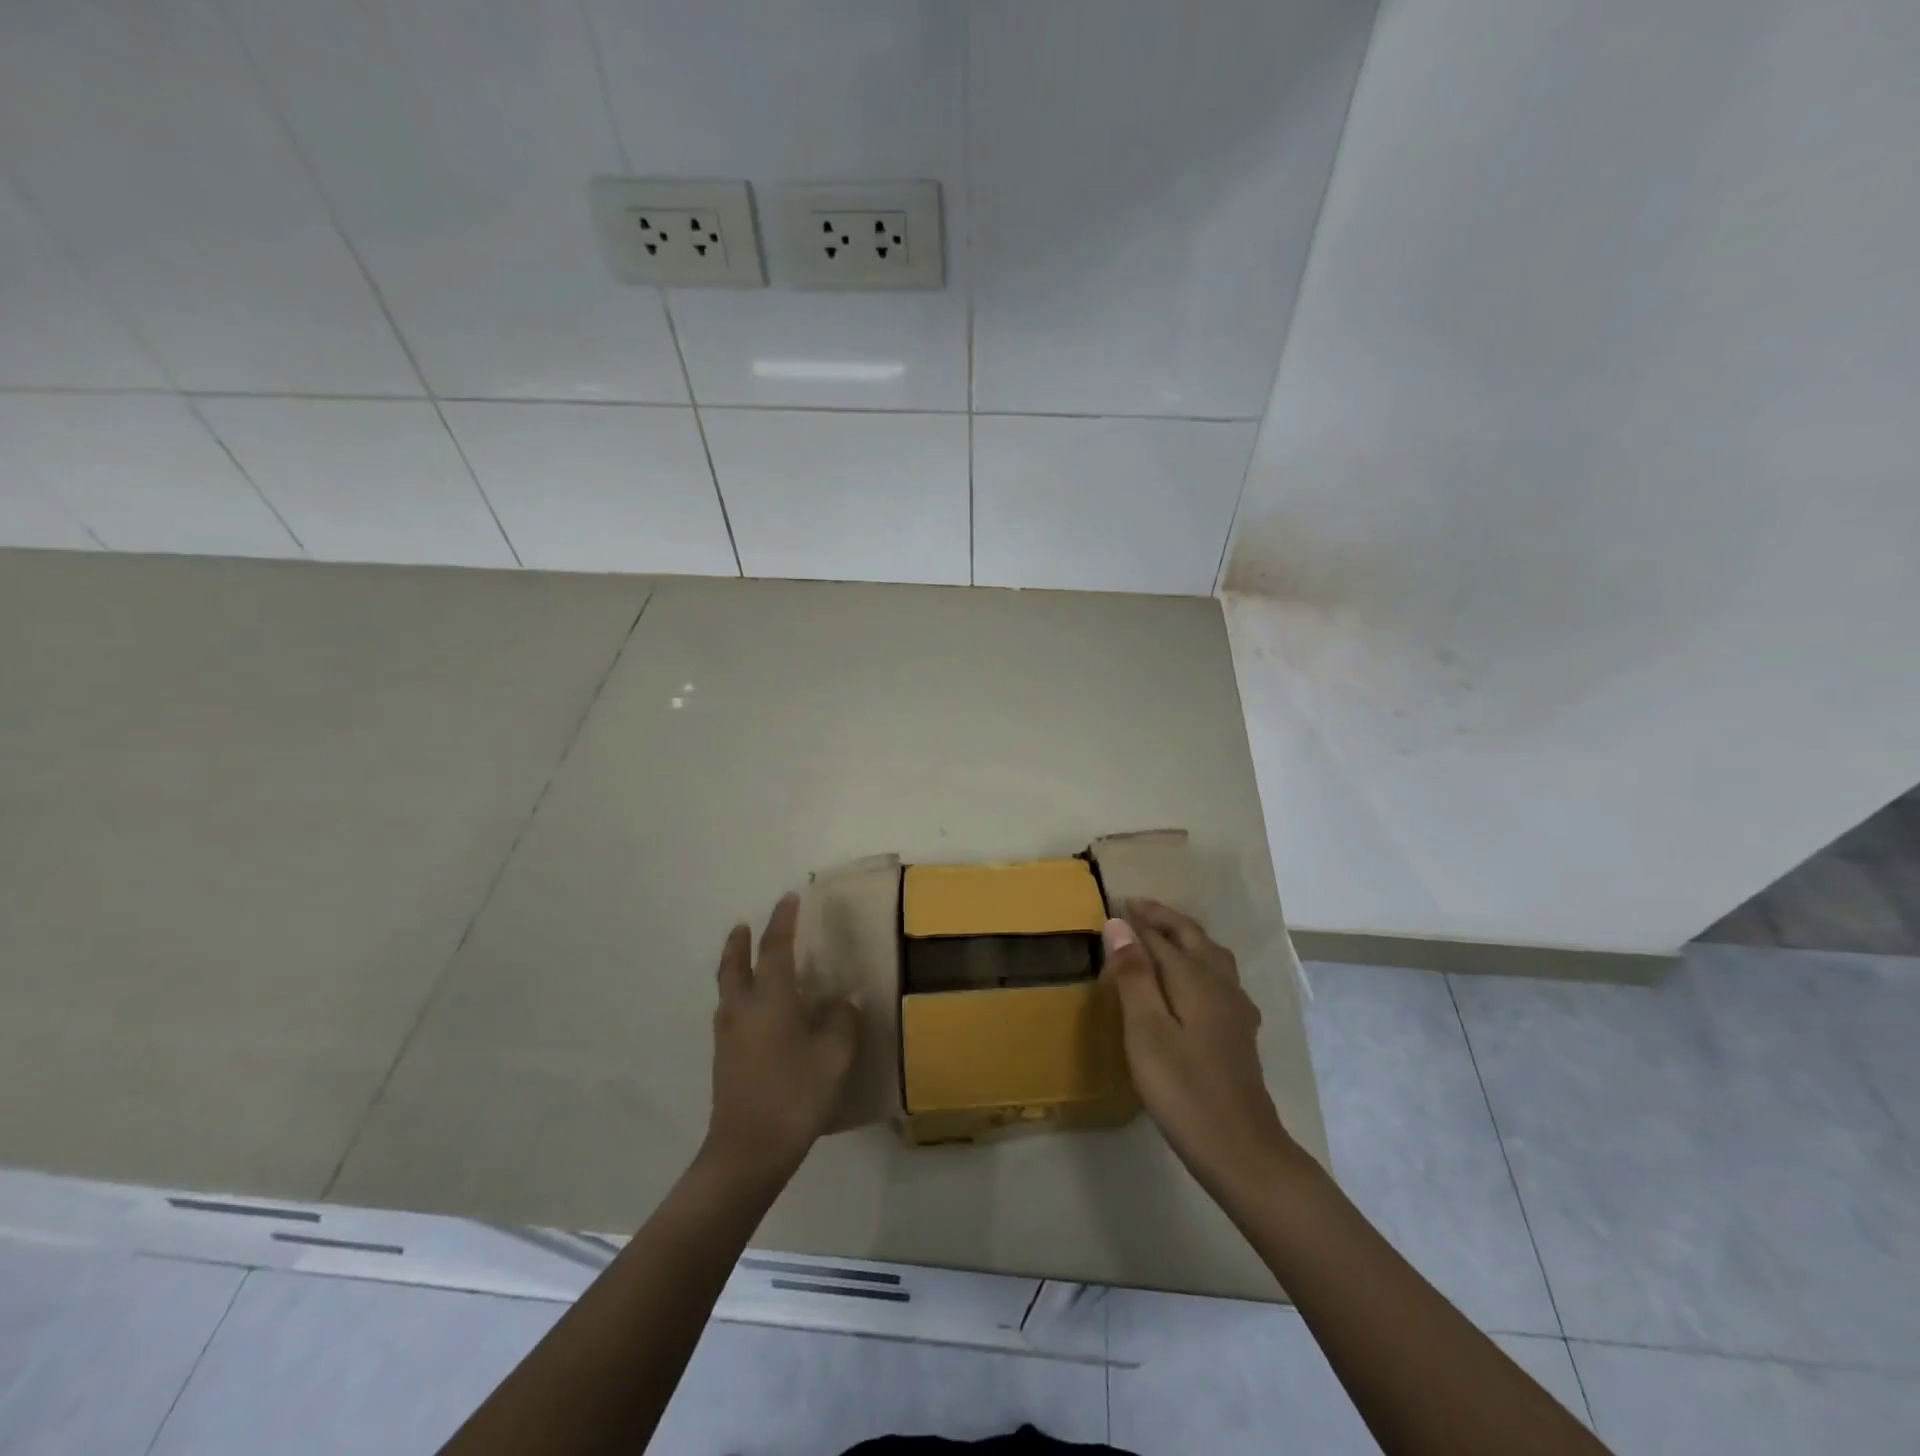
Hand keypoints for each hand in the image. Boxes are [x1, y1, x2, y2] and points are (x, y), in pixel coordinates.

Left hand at [705, 892, 858, 1179]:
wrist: (747, 1151)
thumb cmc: (795, 1095)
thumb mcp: (834, 1056)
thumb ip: (842, 1022)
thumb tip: (843, 1001)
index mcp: (771, 998)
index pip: (776, 947)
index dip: (783, 920)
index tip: (789, 898)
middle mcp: (743, 1008)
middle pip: (735, 964)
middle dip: (740, 941)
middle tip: (745, 925)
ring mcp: (728, 1035)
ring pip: (727, 988)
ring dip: (735, 966)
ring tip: (747, 961)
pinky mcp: (724, 1059)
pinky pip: (729, 1011)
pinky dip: (737, 995)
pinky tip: (754, 1011)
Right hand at [1102, 900, 1305, 1193]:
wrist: (1241, 1150)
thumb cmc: (1183, 1089)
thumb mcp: (1146, 1031)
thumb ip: (1134, 975)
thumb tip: (1118, 924)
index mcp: (1195, 978)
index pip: (1160, 936)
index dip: (1136, 920)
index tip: (1113, 905)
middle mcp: (1220, 984)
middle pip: (1192, 937)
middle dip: (1164, 919)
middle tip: (1135, 908)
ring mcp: (1235, 1009)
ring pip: (1210, 956)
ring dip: (1184, 938)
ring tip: (1160, 936)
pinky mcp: (1239, 1032)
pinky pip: (1217, 977)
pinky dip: (1198, 963)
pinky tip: (1193, 984)